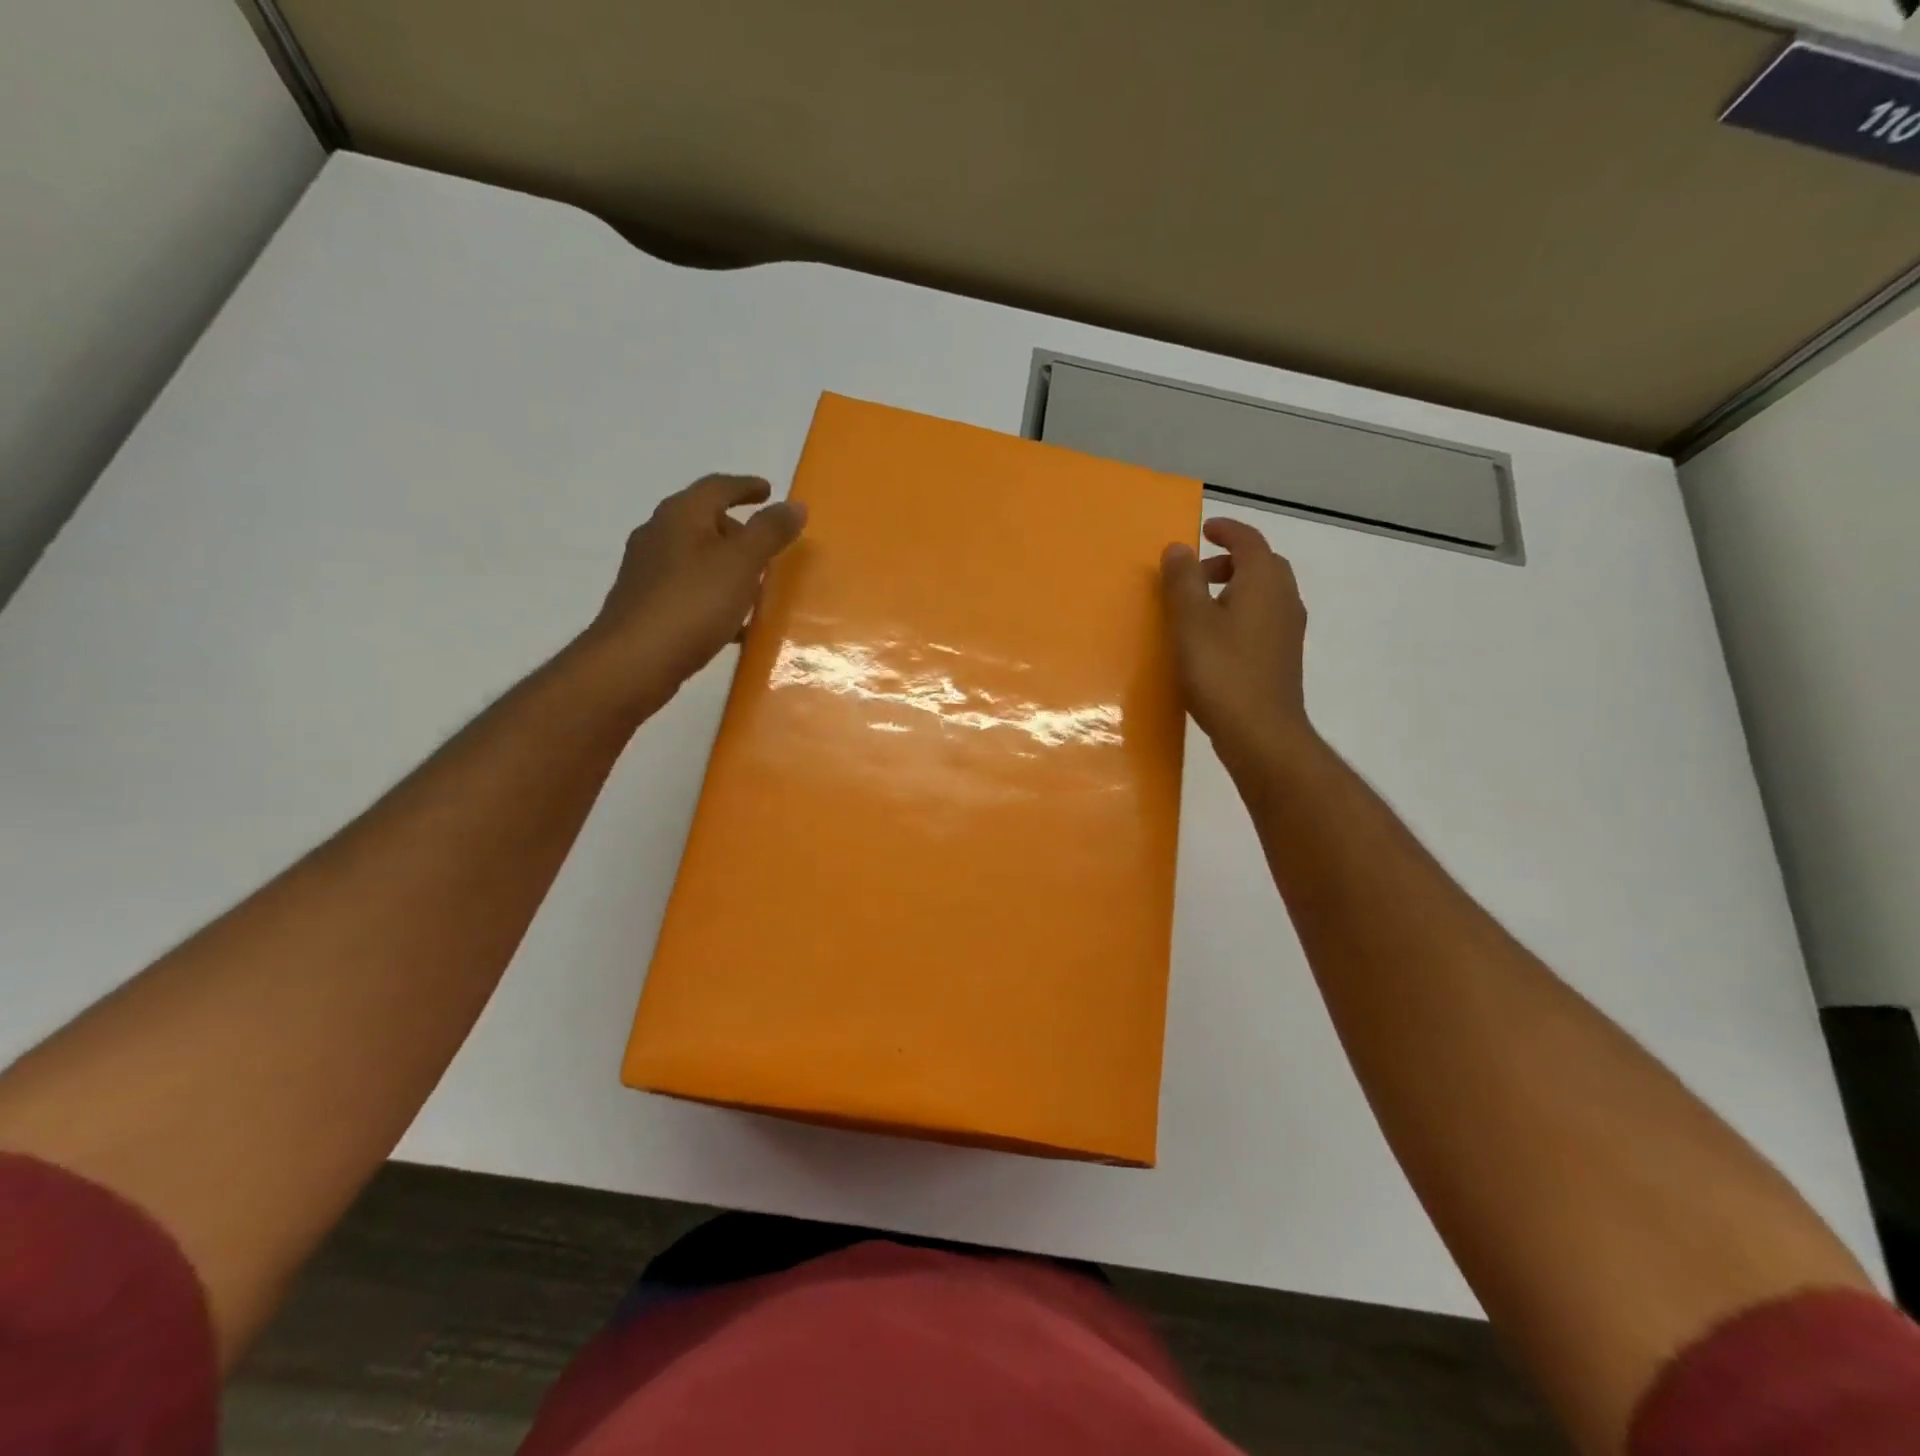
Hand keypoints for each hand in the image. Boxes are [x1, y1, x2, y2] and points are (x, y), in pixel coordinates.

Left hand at [581, 474, 805, 717]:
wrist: (634, 662)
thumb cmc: (692, 604)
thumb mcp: (741, 563)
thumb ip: (770, 532)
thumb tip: (794, 505)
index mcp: (680, 515)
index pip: (717, 487)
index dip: (746, 487)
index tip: (769, 491)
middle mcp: (659, 535)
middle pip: (703, 520)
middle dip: (737, 529)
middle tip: (768, 545)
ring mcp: (648, 571)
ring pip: (696, 557)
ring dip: (726, 564)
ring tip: (756, 583)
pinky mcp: (646, 605)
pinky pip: (690, 589)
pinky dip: (715, 594)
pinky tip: (733, 621)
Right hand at [1160, 517, 1313, 771]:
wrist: (1261, 732)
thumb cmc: (1221, 671)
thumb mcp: (1190, 622)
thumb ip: (1182, 580)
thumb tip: (1179, 547)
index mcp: (1263, 581)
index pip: (1249, 540)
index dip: (1226, 530)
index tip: (1205, 530)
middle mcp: (1284, 598)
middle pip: (1261, 565)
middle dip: (1230, 561)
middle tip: (1196, 573)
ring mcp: (1288, 630)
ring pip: (1264, 593)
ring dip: (1235, 588)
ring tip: (1200, 607)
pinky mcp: (1283, 657)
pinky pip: (1263, 619)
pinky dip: (1241, 613)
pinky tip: (1216, 639)